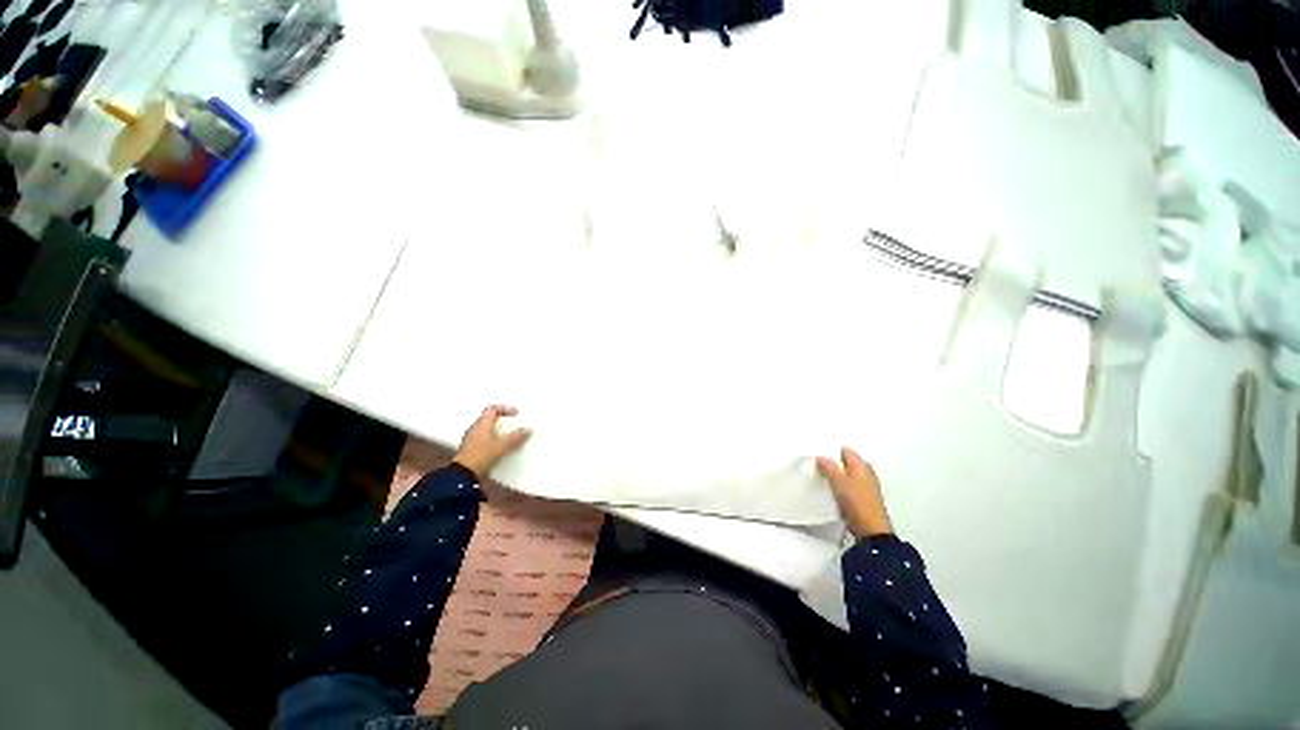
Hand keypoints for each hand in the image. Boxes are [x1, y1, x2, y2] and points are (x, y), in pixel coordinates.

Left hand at [452, 405, 532, 480]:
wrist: (463, 475)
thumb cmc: (481, 456)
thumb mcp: (501, 446)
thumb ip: (515, 437)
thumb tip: (528, 429)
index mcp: (481, 424)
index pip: (492, 409)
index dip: (505, 408)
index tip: (516, 413)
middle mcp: (475, 428)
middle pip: (489, 418)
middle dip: (503, 419)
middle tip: (514, 423)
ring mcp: (471, 439)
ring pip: (487, 428)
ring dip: (499, 429)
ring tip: (509, 435)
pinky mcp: (471, 448)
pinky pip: (485, 438)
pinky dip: (494, 438)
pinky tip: (501, 447)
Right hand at [816, 447, 892, 537]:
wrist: (871, 531)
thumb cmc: (856, 502)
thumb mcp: (839, 482)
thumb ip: (829, 467)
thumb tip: (821, 457)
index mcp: (862, 466)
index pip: (844, 451)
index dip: (830, 452)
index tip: (817, 456)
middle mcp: (866, 473)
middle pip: (845, 463)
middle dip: (831, 464)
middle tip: (815, 467)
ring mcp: (866, 486)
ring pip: (845, 475)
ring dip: (834, 476)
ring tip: (820, 478)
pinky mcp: (863, 498)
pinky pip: (848, 486)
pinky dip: (839, 487)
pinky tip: (829, 491)